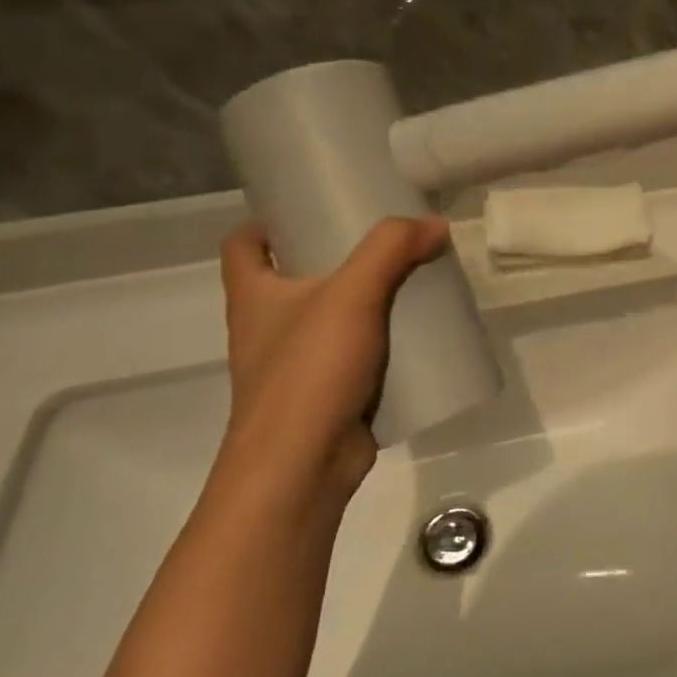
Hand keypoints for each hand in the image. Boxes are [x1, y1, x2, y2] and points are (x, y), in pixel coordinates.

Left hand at [217, 217, 449, 499]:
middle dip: (337, 257)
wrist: (300, 469)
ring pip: (331, 318)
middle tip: (386, 240)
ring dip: (366, 301)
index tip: (315, 207)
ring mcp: (296, 365)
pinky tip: (419, 334)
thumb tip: (434, 223)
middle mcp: (268, 327)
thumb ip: (391, 251)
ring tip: (412, 280)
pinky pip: (356, 356)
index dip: (269, 221)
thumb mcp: (351, 296)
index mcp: (254, 296)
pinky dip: (382, 343)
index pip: (243, 244)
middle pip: (296, 276)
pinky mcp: (327, 395)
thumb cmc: (308, 373)